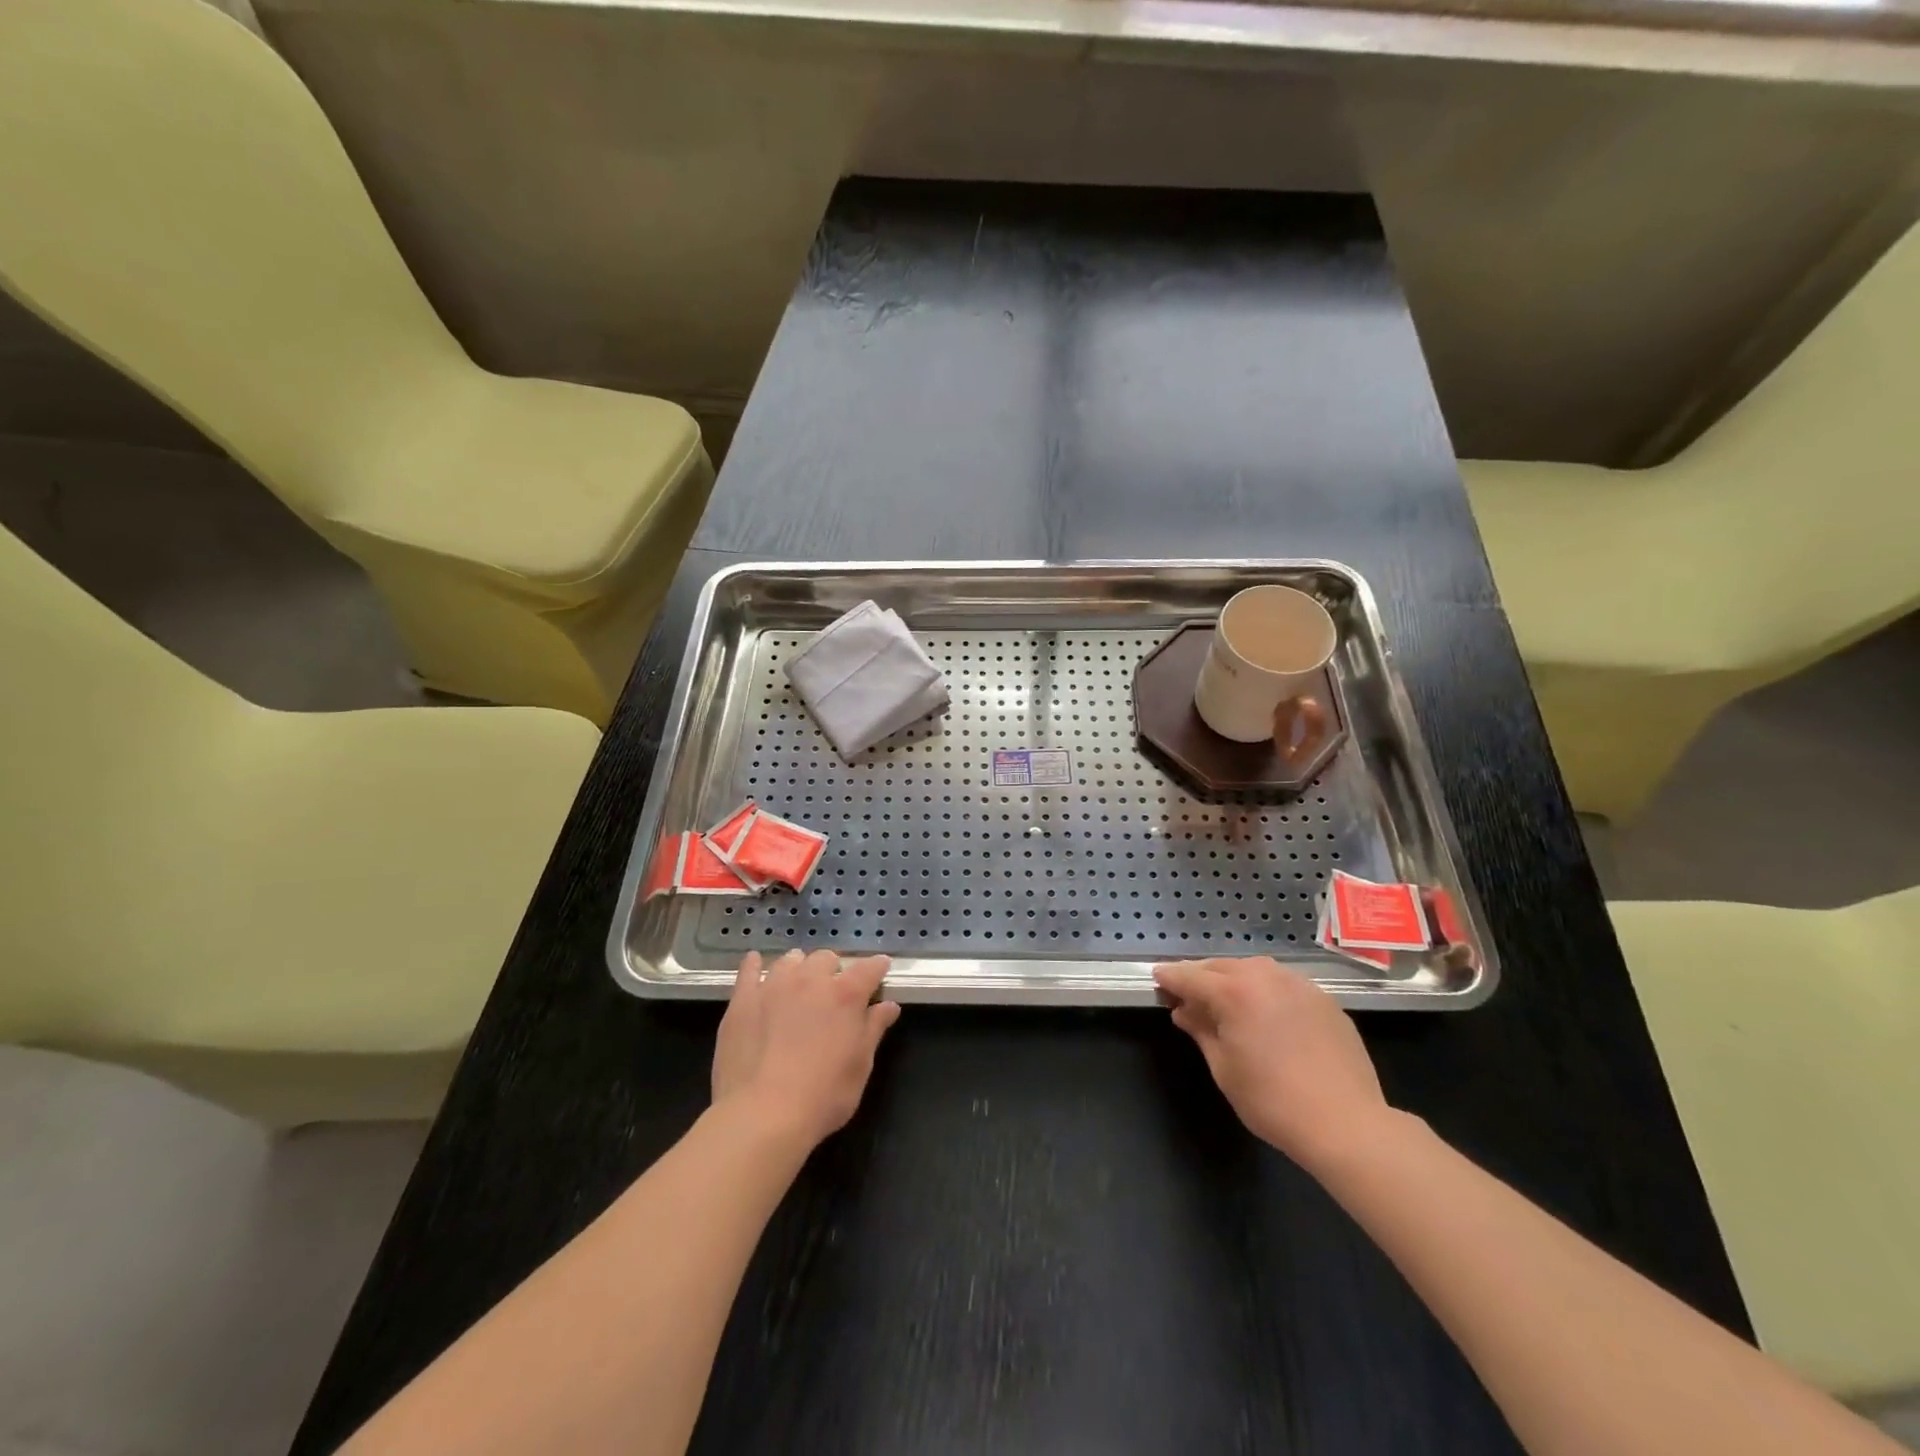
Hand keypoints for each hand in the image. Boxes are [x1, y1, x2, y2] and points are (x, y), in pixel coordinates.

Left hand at [712, 950, 899, 1147]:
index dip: (877, 968)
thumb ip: (874, 1029)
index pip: (869, 968)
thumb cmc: (823, 1097)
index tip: (880, 971)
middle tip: (833, 993)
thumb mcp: (860, 1067)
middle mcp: (811, 980)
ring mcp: (774, 986)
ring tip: (798, 985)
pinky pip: (749, 970)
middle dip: (834, 971)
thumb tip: (889, 1006)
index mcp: (846, 995)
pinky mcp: (742, 1000)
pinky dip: (756, 965)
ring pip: (791, 960)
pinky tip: (756, 965)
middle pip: (826, 958)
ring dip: (800, 968)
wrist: (761, 1116)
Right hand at [1154, 957, 1389, 1169]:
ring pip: (1255, 970)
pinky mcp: (1325, 999)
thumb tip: (1184, 1011)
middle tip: (1188, 995)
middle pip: (1221, 967)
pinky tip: (1266, 1014)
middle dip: (1201, 977)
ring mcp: (1299, 985)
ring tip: (1226, 1001)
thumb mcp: (1224, 1068)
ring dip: (1234, 979)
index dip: (1170, 978)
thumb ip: (1201, 1031)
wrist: (1347, 1124)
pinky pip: (1283, 984)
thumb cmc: (1272, 1101)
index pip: (1190, 976)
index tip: (1158, 980)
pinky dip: (1266, 991)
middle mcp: (1265, 976)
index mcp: (1234, 991)